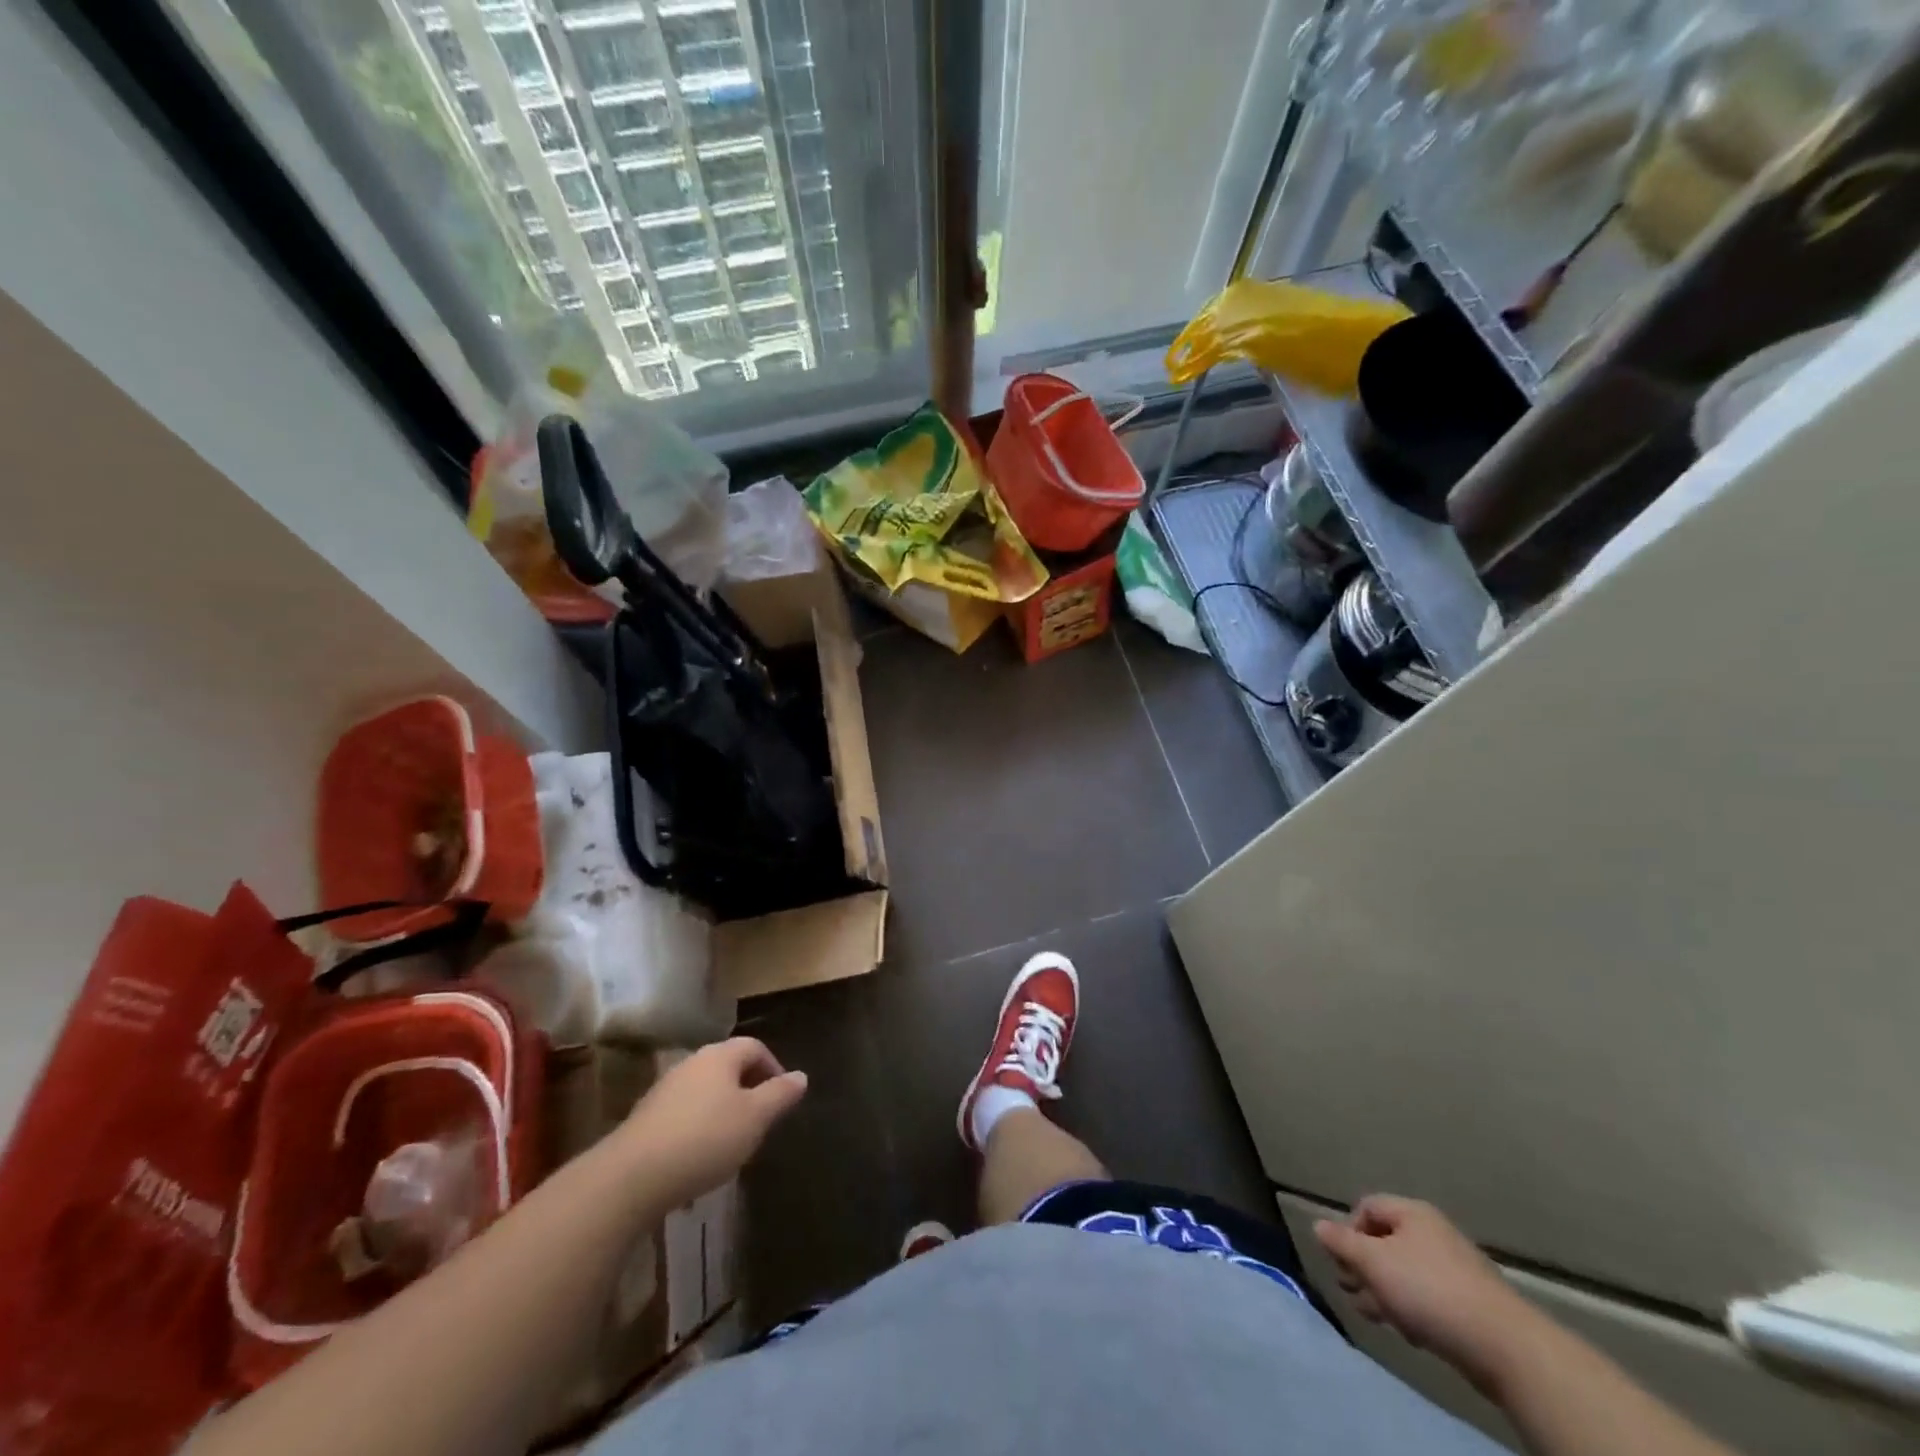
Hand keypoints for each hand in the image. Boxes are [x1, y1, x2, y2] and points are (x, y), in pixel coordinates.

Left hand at [613, 1038, 807, 1206]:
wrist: (631, 1177)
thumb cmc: (704, 1139)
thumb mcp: (754, 1118)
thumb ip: (780, 1095)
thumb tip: (801, 1076)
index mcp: (720, 1056)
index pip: (755, 1047)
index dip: (774, 1067)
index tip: (783, 1097)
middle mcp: (692, 1063)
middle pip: (729, 1066)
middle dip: (749, 1088)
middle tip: (763, 1120)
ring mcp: (665, 1089)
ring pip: (706, 1090)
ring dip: (724, 1109)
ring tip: (734, 1141)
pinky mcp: (647, 1118)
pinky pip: (685, 1113)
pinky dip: (700, 1127)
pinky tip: (701, 1157)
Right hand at [1313, 1195, 1534, 1391]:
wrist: (1504, 1346)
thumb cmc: (1428, 1291)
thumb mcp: (1373, 1262)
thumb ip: (1342, 1243)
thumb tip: (1318, 1225)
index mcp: (1412, 1213)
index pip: (1366, 1207)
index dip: (1348, 1230)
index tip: (1342, 1261)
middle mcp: (1433, 1233)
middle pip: (1385, 1241)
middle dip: (1364, 1266)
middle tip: (1351, 1290)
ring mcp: (1455, 1268)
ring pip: (1405, 1272)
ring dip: (1384, 1291)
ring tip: (1375, 1315)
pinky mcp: (1470, 1303)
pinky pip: (1428, 1296)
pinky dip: (1412, 1308)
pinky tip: (1409, 1331)